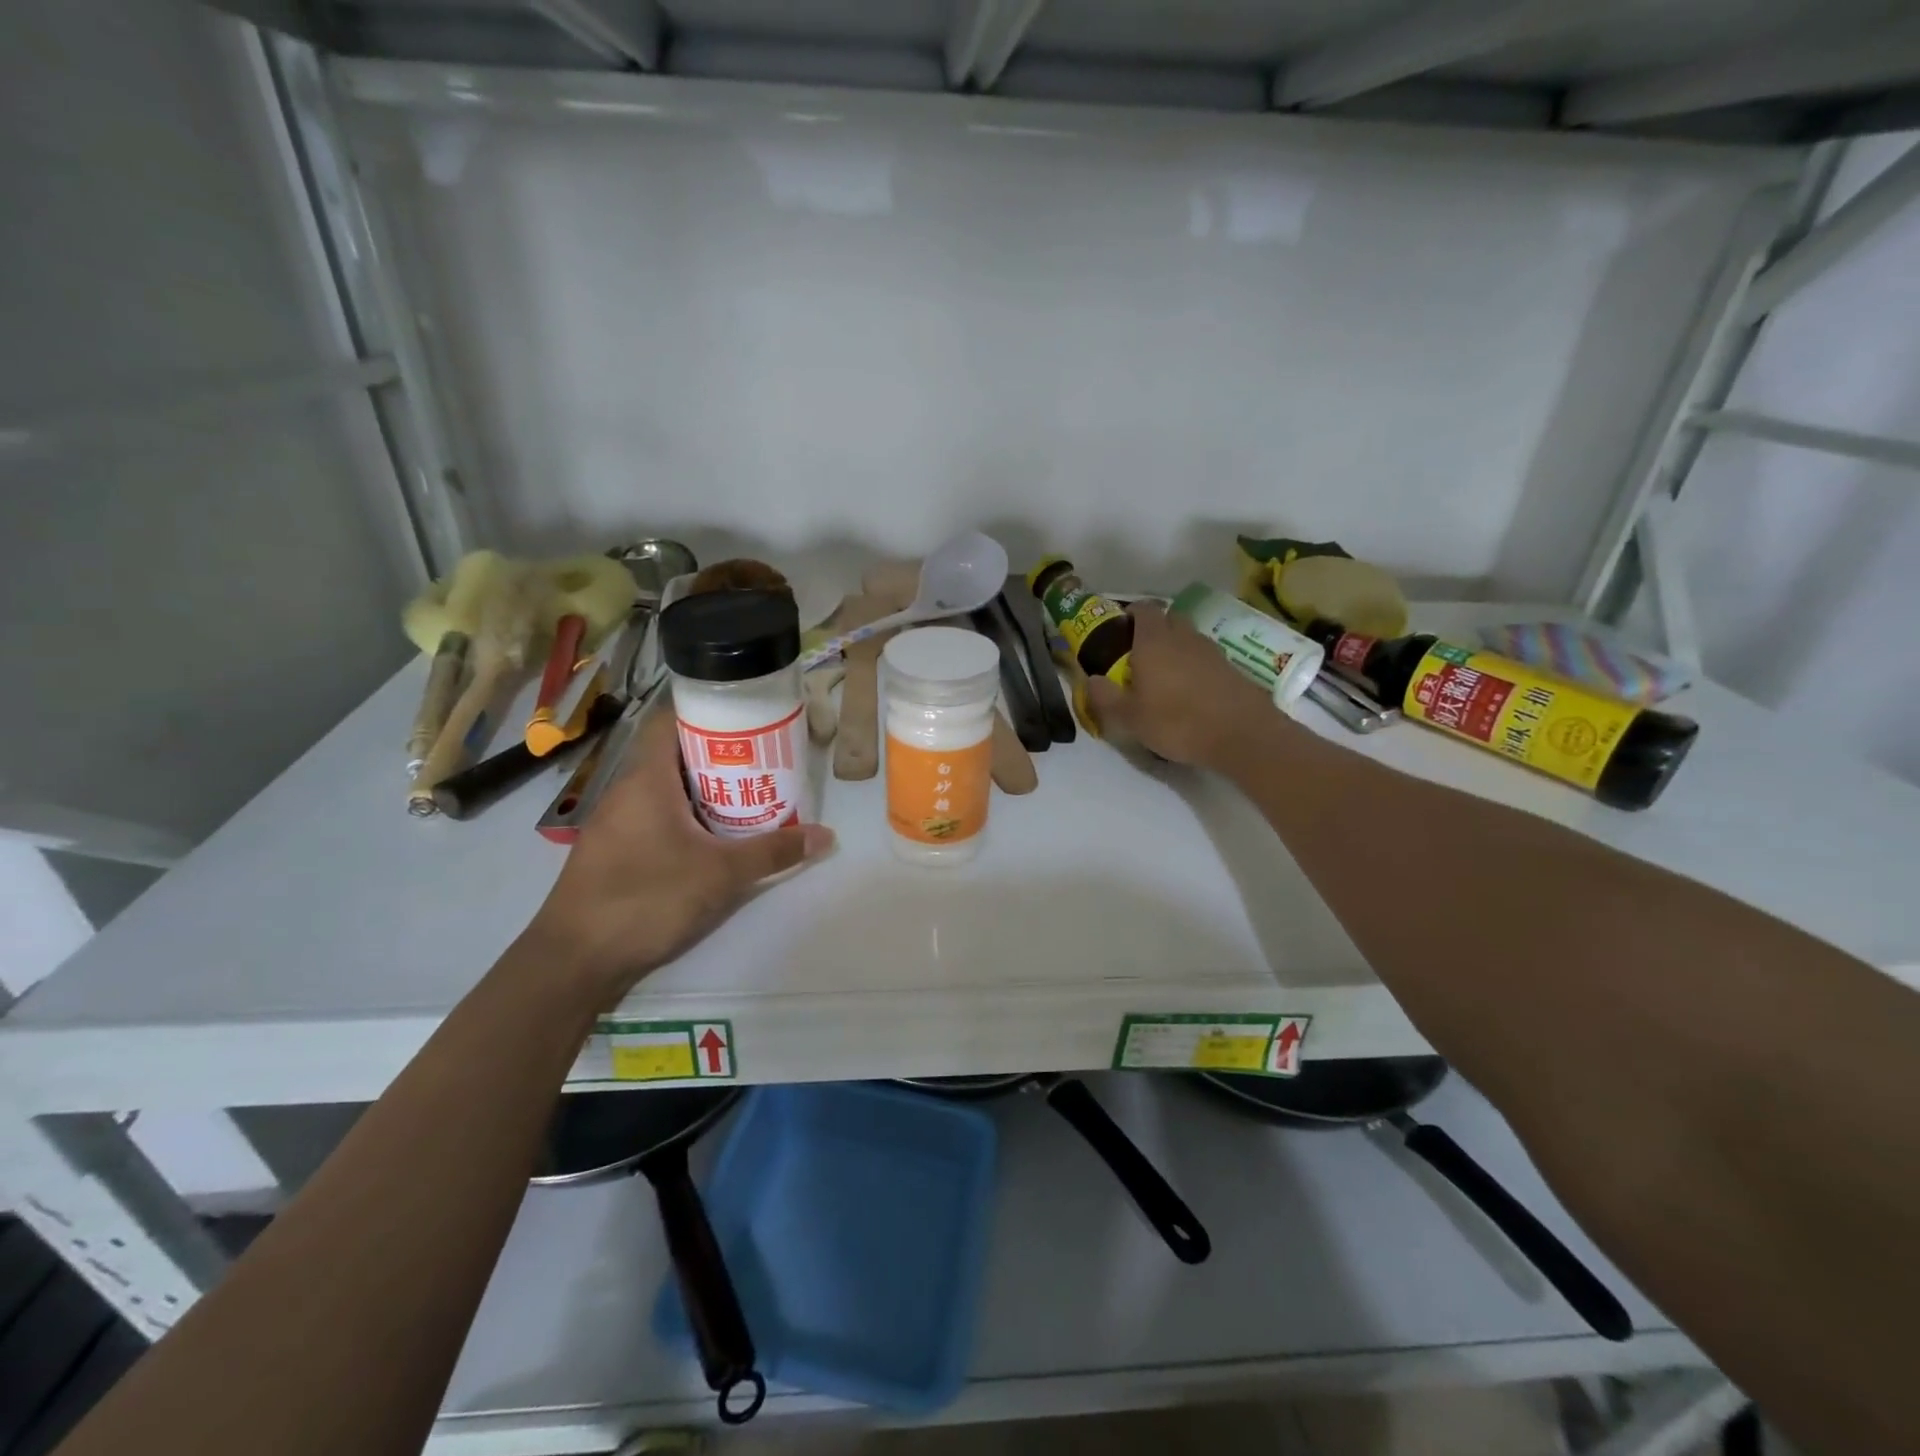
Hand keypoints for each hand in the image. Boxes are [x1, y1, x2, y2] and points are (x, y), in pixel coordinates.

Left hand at [522, 707, 833, 1007]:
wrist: (574, 961)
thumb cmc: (646, 898)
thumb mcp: (721, 874)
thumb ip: (774, 852)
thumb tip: (826, 835)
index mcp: (646, 779)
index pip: (671, 721)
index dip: (708, 712)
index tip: (748, 719)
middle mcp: (626, 792)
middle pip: (675, 755)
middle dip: (719, 756)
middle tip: (763, 761)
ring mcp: (616, 823)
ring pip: (666, 790)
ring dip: (704, 790)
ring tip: (749, 796)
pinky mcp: (615, 852)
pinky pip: (656, 817)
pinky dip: (686, 817)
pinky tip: (714, 839)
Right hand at [1086, 603, 1274, 768]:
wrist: (1241, 735)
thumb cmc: (1177, 722)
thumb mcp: (1130, 718)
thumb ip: (1106, 697)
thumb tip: (1090, 680)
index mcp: (1154, 641)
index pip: (1143, 609)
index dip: (1131, 613)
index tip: (1121, 628)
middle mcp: (1183, 637)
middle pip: (1169, 618)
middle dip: (1154, 628)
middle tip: (1139, 653)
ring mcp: (1211, 650)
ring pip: (1188, 637)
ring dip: (1176, 647)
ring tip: (1164, 674)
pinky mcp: (1231, 667)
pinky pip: (1205, 657)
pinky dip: (1194, 665)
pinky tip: (1190, 690)